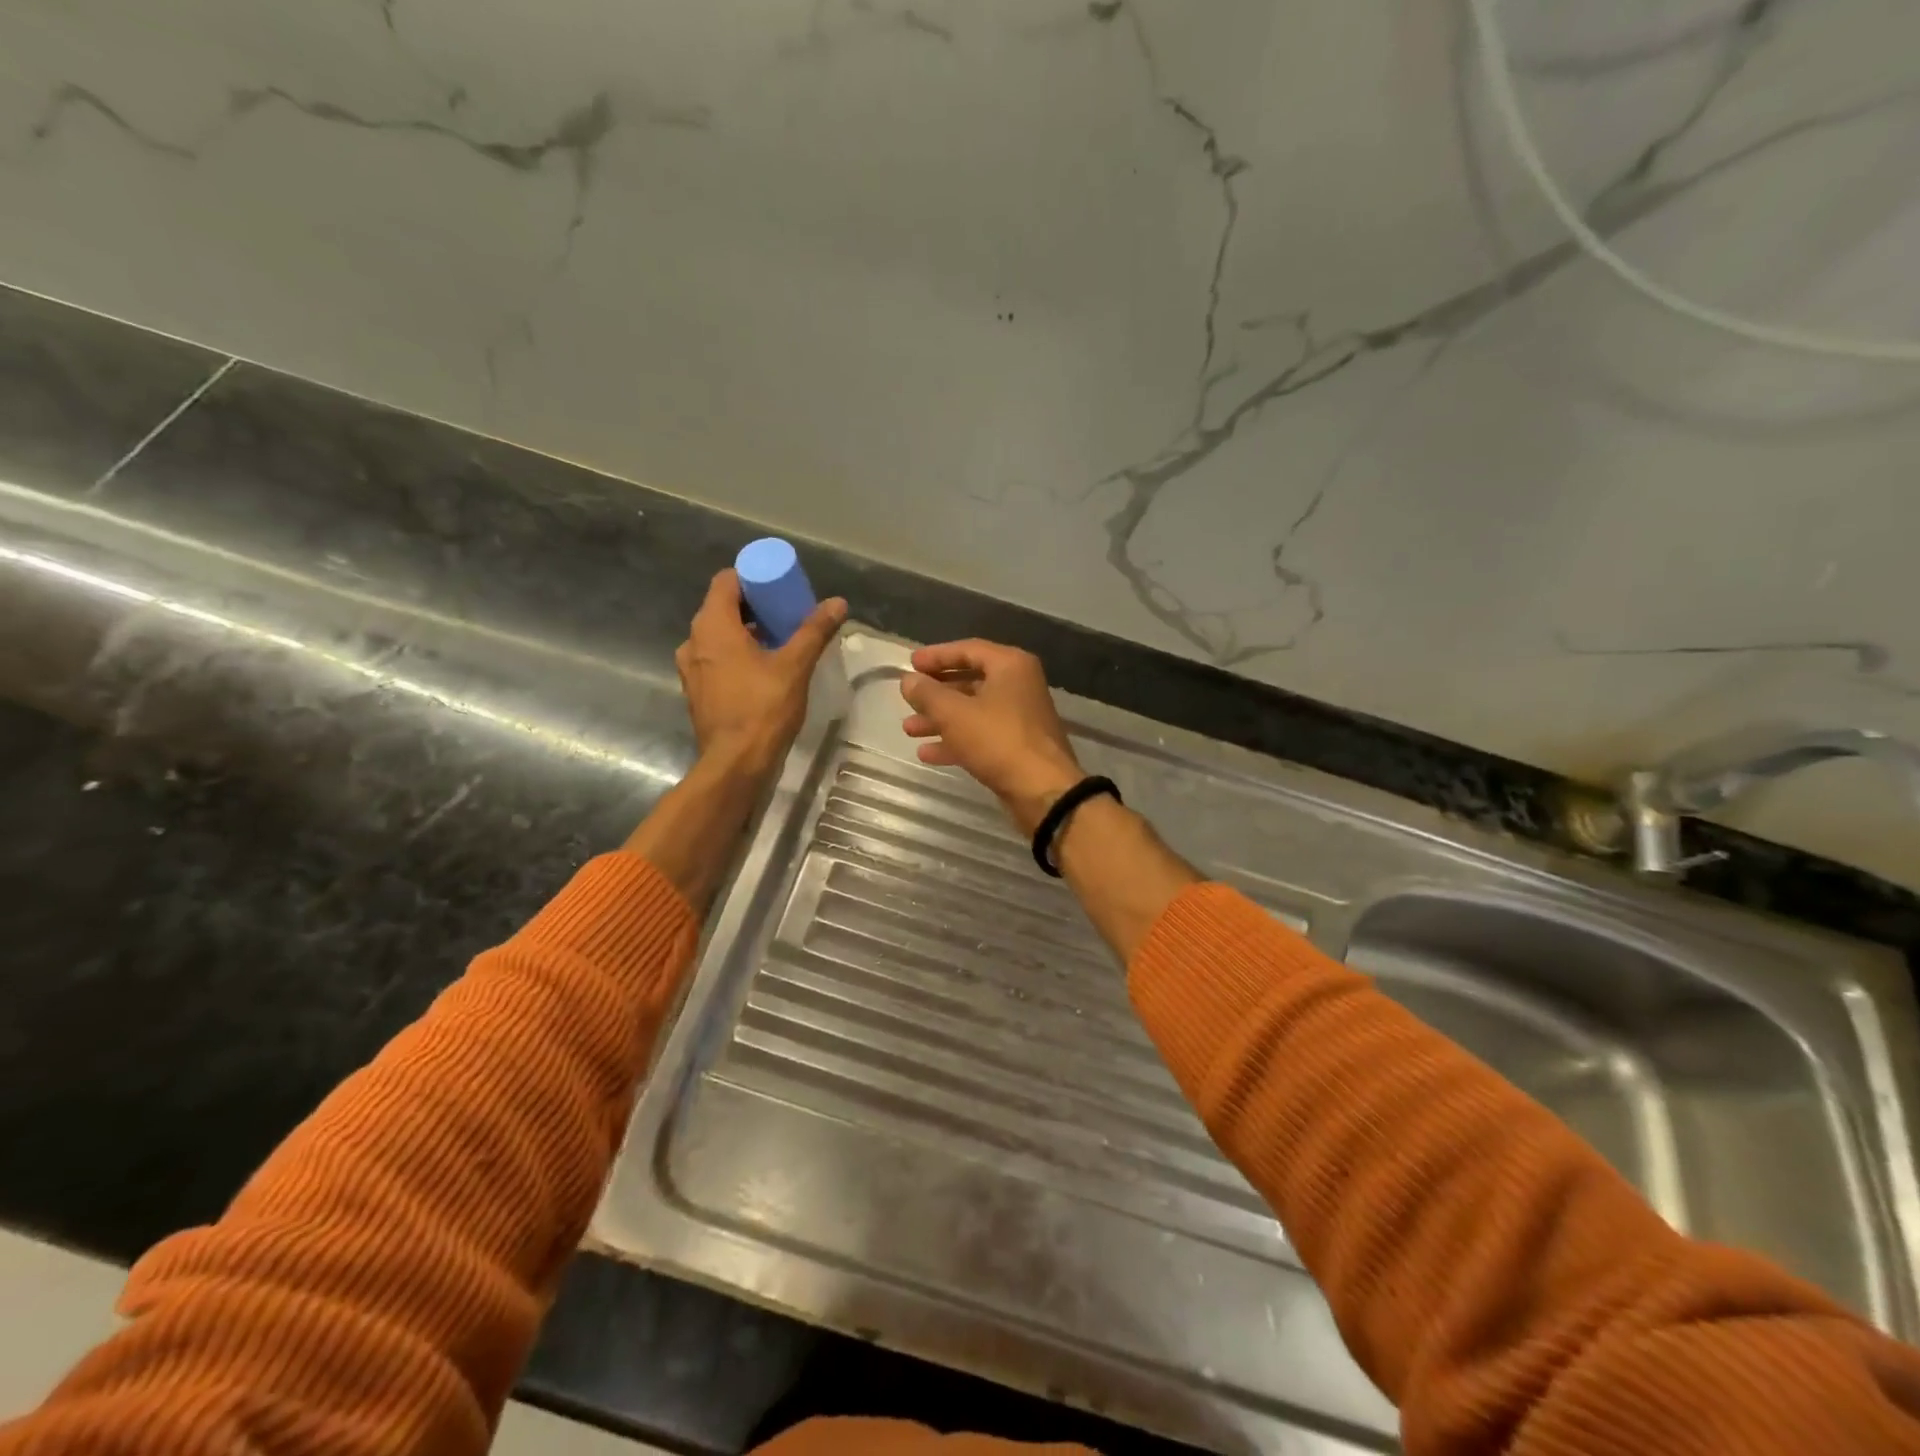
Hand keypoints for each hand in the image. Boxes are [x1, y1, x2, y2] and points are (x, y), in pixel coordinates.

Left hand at [676, 568, 846, 778]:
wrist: (736, 763)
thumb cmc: (763, 709)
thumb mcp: (795, 666)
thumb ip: (814, 631)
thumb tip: (838, 602)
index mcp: (712, 626)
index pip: (726, 581)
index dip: (754, 578)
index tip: (780, 588)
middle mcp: (693, 641)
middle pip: (722, 607)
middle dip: (755, 606)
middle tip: (787, 614)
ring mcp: (691, 668)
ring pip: (719, 635)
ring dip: (746, 632)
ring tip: (779, 642)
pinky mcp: (698, 690)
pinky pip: (716, 659)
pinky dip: (736, 655)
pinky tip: (762, 670)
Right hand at [899, 640, 1084, 834]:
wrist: (1042, 790)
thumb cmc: (998, 740)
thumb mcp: (954, 713)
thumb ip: (927, 693)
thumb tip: (908, 681)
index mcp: (1011, 666)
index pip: (968, 649)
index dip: (937, 655)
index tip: (910, 663)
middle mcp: (1019, 686)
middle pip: (970, 681)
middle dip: (936, 692)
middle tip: (908, 698)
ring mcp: (1019, 718)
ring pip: (972, 711)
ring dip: (940, 719)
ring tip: (909, 729)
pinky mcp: (1017, 746)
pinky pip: (980, 735)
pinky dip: (955, 741)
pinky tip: (927, 754)